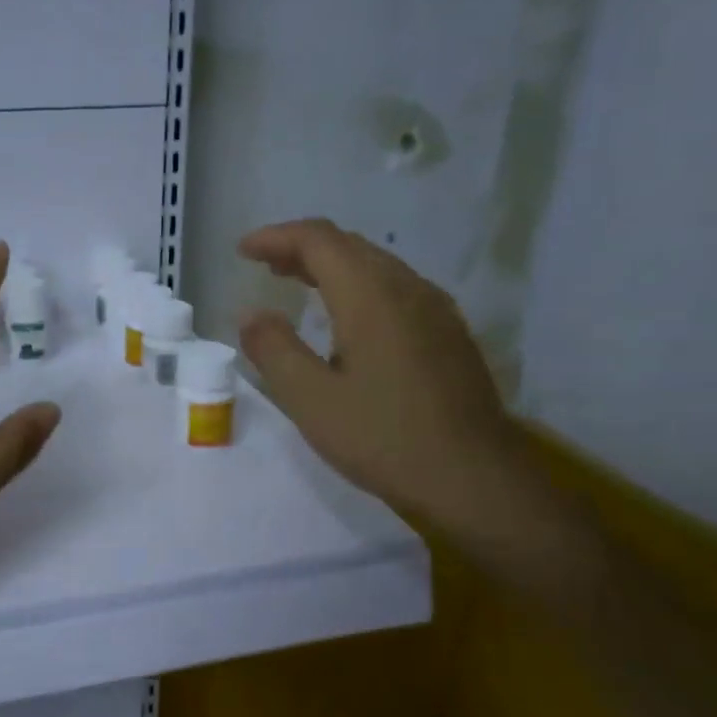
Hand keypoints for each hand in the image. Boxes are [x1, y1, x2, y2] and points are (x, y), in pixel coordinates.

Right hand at [237, 219, 521, 528]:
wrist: (474, 479)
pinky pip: (396, 288)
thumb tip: (252, 315)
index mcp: (371, 296)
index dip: (276, 237)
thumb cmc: (383, 438)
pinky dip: (359, 286)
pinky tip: (348, 319)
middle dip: (302, 247)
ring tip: (297, 283)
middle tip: (265, 264)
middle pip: (349, 245)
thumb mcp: (310, 399)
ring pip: (376, 265)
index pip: (318, 241)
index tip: (243, 251)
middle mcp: (407, 289)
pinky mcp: (449, 334)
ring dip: (332, 265)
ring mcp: (435, 310)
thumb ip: (274, 350)